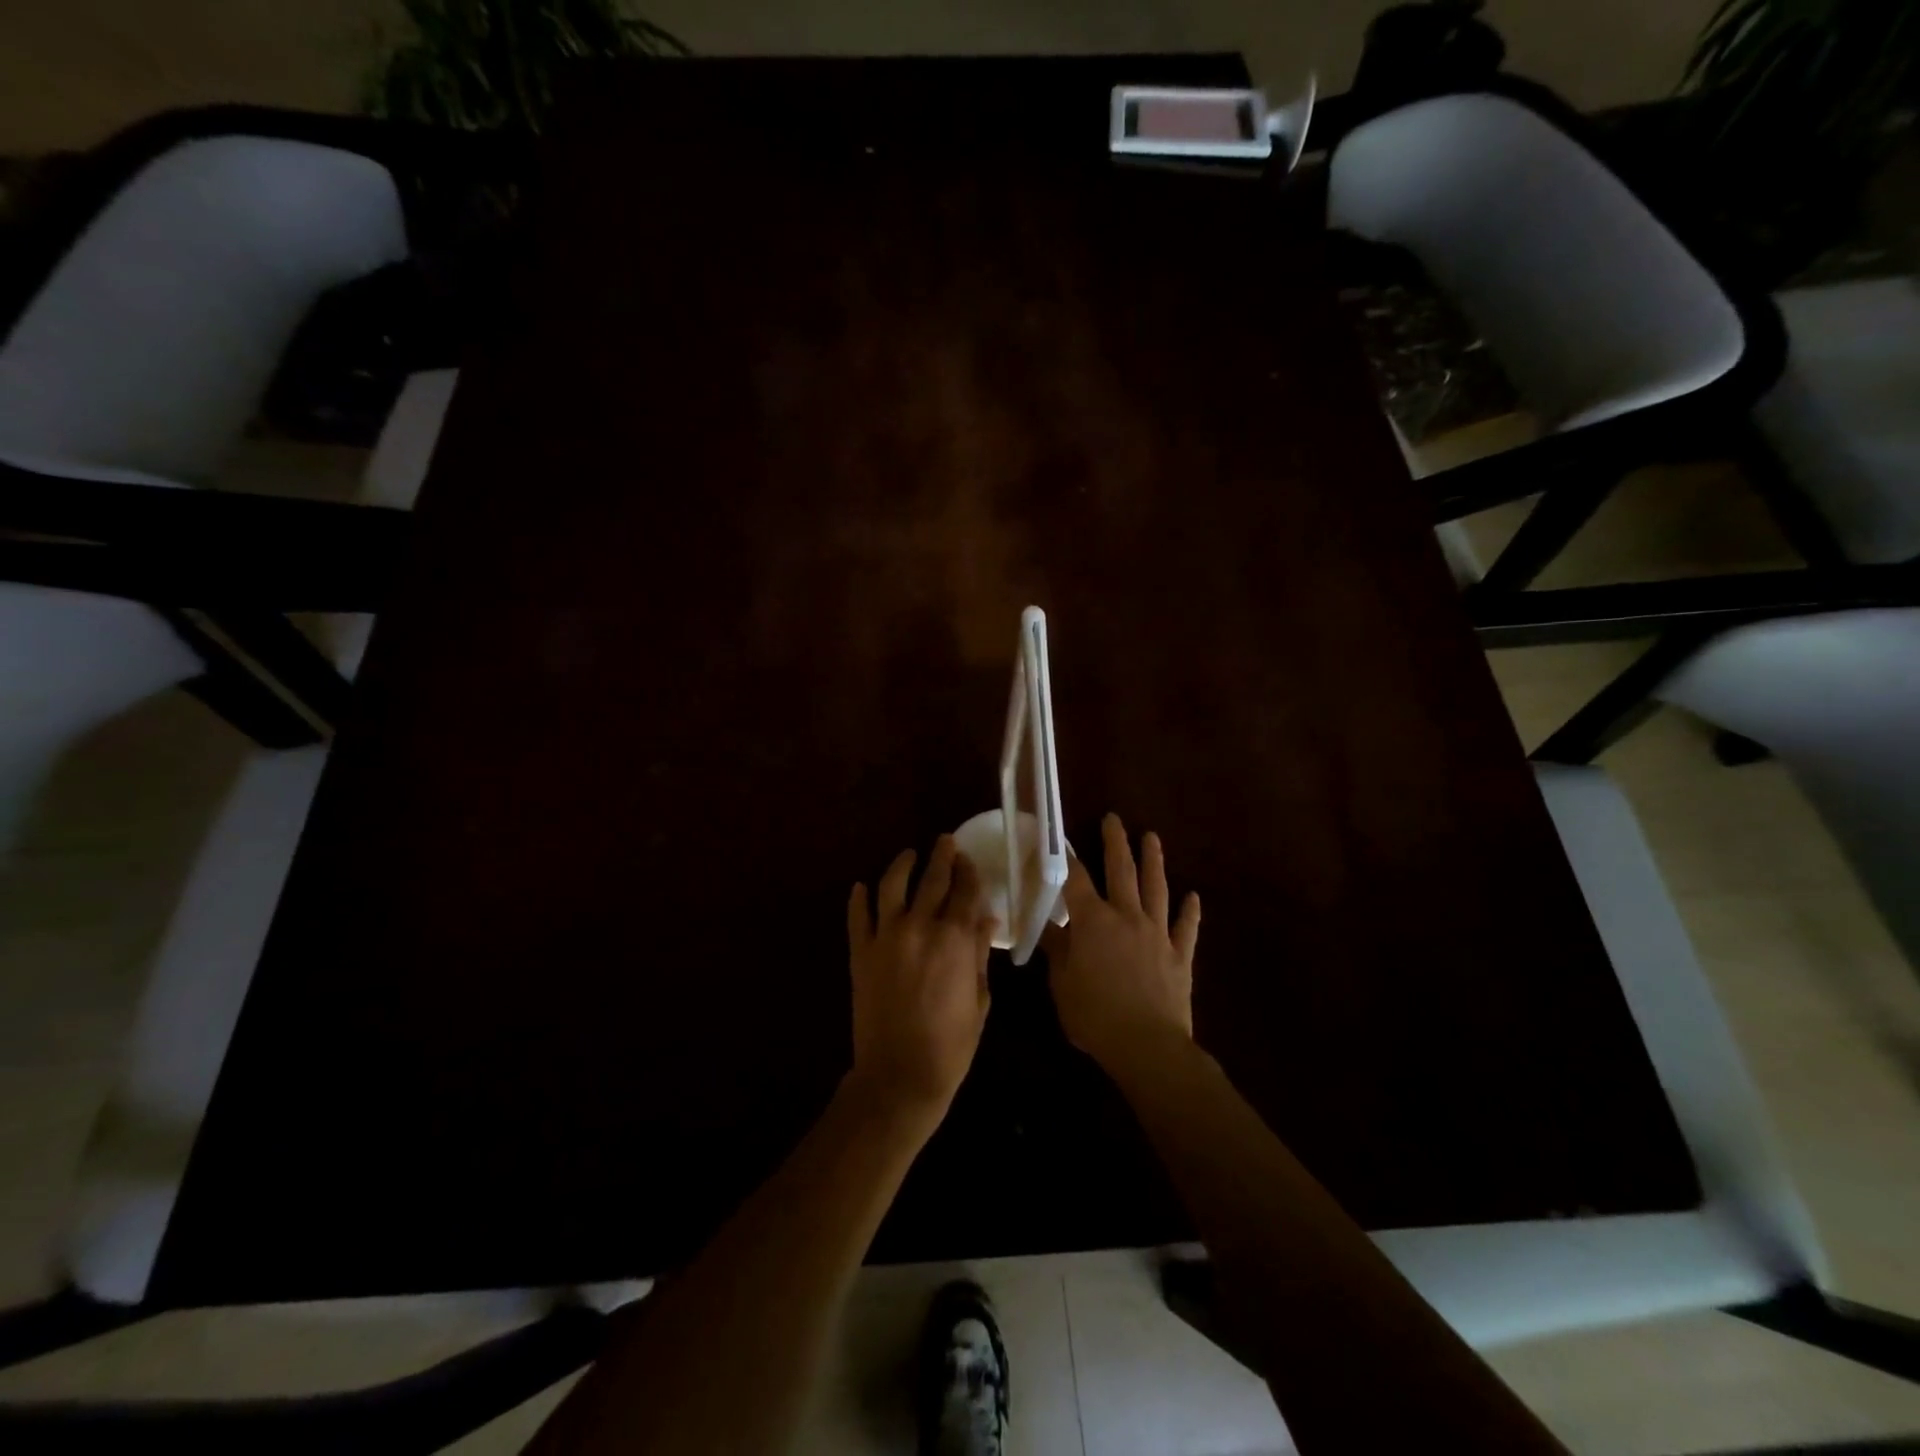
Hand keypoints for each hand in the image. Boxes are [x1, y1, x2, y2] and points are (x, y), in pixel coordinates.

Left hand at [846, 835, 997, 1119]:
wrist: (900, 1076)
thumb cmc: (952, 1043)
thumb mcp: (979, 998)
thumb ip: (979, 953)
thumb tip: (986, 918)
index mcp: (954, 938)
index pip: (964, 890)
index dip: (968, 871)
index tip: (968, 858)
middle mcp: (919, 927)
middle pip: (932, 878)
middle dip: (941, 856)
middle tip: (944, 841)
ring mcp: (885, 937)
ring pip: (891, 886)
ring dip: (901, 865)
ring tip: (908, 856)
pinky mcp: (860, 953)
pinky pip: (857, 916)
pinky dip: (859, 899)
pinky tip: (861, 887)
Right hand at [1044, 813, 1200, 1075]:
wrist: (1148, 1045)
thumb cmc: (1095, 1015)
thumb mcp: (1062, 983)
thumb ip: (1056, 949)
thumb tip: (1047, 924)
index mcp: (1093, 921)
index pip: (1076, 880)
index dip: (1066, 858)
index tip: (1059, 839)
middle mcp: (1127, 917)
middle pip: (1121, 871)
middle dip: (1115, 843)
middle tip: (1114, 818)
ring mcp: (1157, 933)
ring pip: (1156, 888)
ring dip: (1154, 861)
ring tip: (1152, 838)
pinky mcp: (1180, 955)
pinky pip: (1186, 928)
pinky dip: (1190, 911)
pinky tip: (1194, 897)